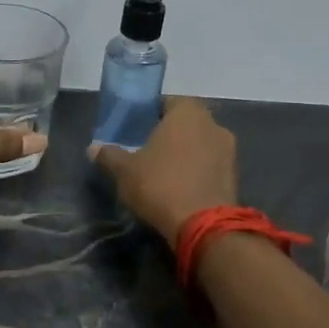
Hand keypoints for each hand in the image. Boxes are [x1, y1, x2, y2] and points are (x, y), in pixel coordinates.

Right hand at [90, 97, 237, 243]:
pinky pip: (211, 165)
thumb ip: (109, 155)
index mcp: (187, 112)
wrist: (203, 225)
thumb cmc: (160, 185)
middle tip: (147, 150)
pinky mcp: (235, 176)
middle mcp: (213, 124)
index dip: (150, 113)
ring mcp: (229, 150)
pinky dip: (198, 171)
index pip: (167, 102)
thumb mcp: (125, 171)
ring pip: (201, 144)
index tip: (136, 129)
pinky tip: (181, 188)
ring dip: (186, 153)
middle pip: (186, 123)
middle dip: (169, 134)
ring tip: (164, 172)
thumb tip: (93, 148)